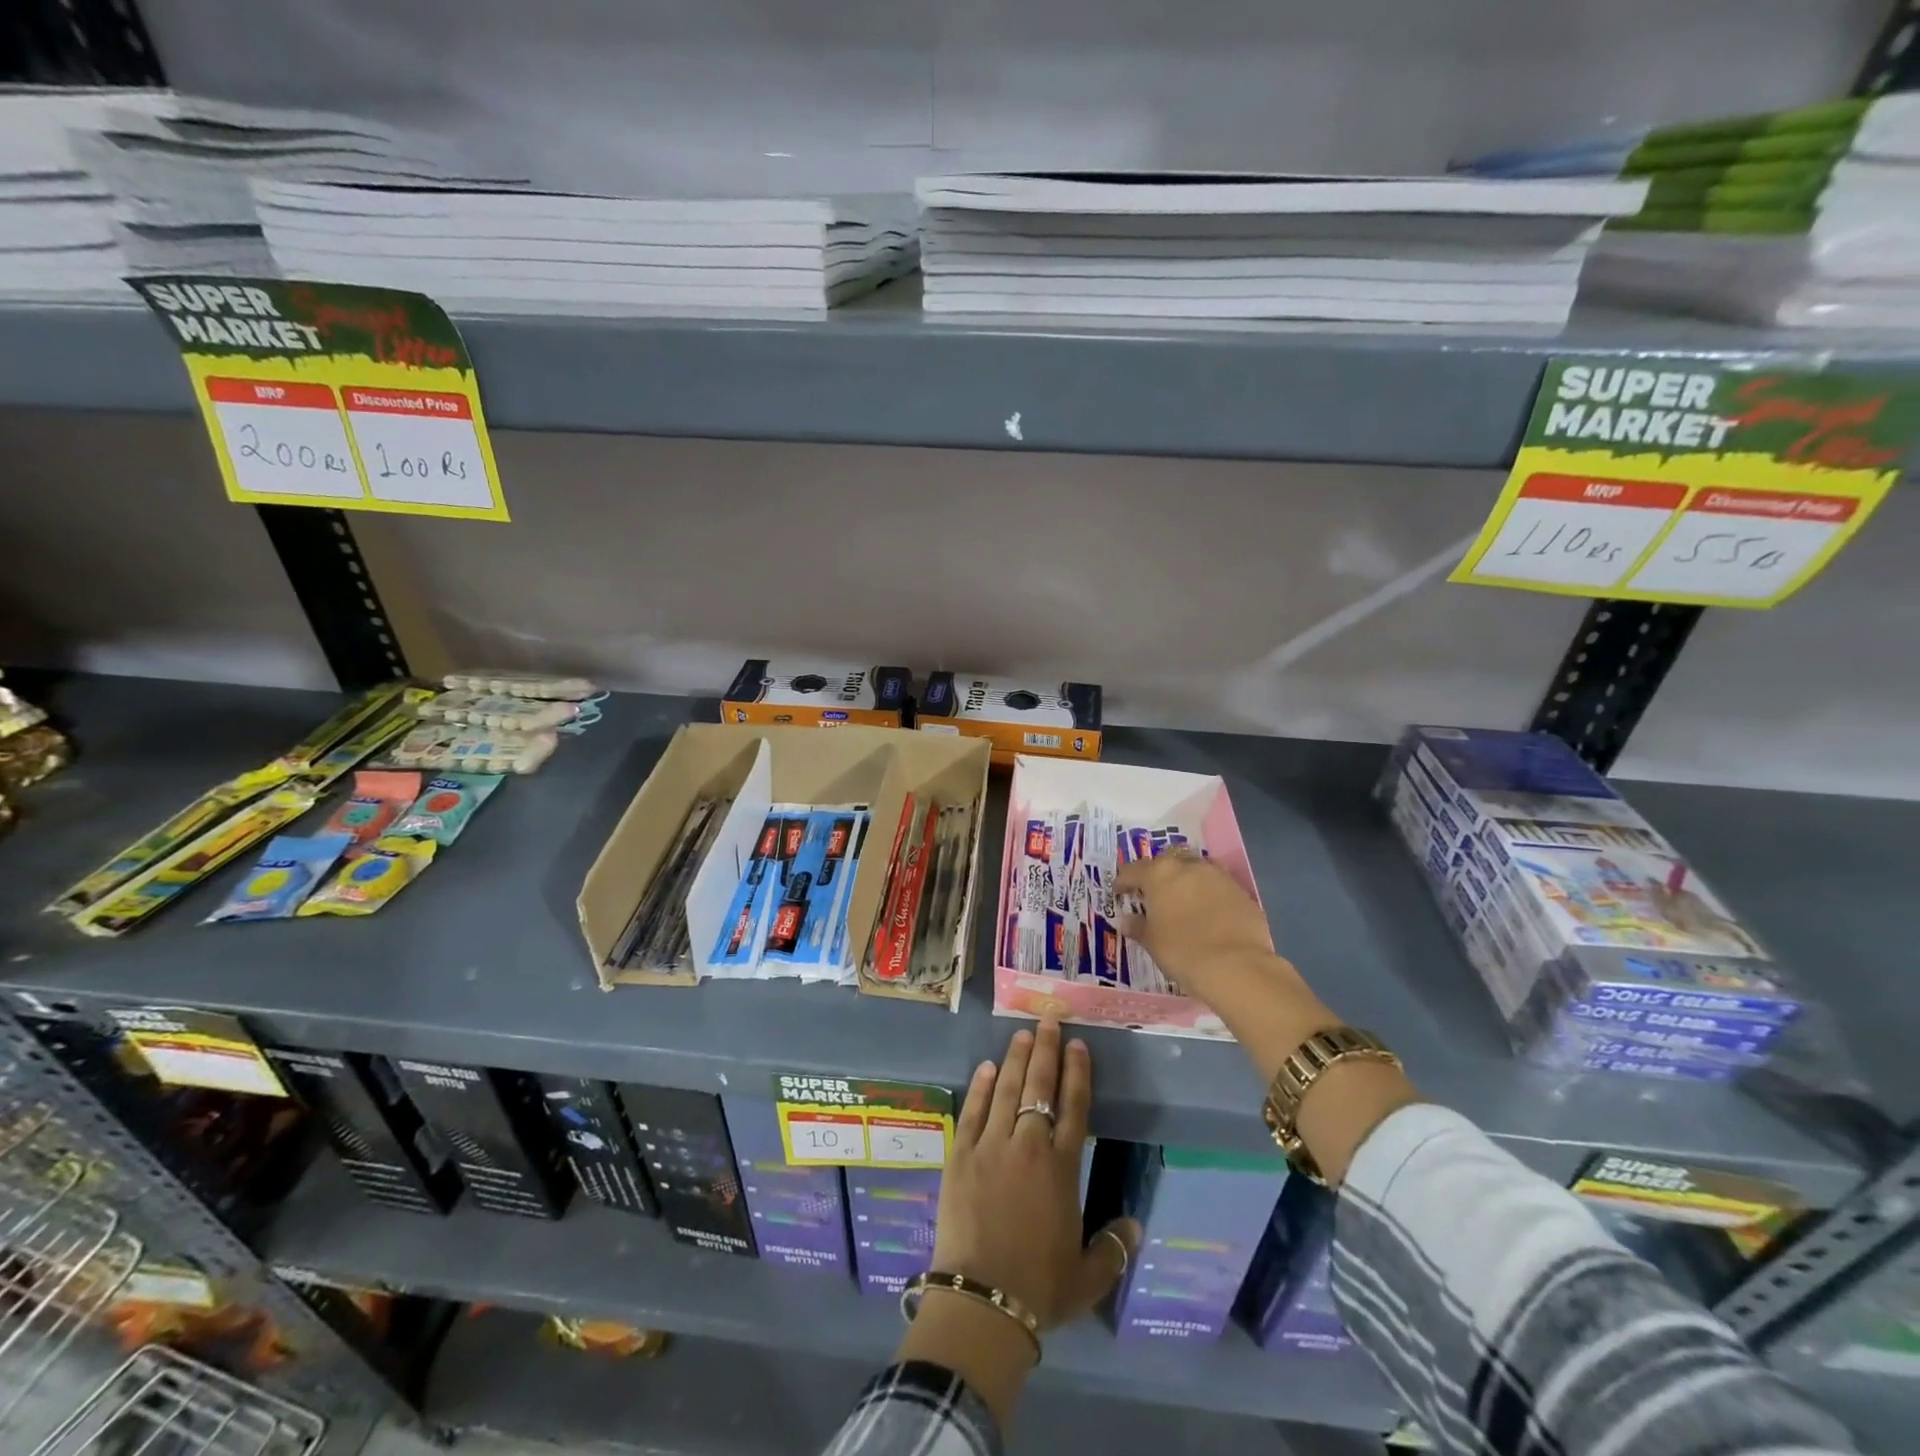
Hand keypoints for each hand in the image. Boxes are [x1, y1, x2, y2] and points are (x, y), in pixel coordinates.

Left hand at [896, 1022, 1137, 1425]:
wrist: (982, 1300)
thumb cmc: (1040, 1288)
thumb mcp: (1087, 1276)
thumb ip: (1113, 1249)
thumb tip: (1136, 1226)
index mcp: (1061, 1168)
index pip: (1074, 1106)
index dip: (1077, 1072)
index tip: (1078, 1044)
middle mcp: (1028, 1145)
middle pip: (1039, 1086)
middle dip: (1045, 1049)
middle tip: (1048, 1019)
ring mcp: (990, 1146)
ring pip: (1005, 1089)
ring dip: (1014, 1059)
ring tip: (1021, 1033)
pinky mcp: (960, 1154)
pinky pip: (972, 1111)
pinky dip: (980, 1087)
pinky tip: (985, 1067)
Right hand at [1113, 849, 1314, 1011]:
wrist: (1236, 966)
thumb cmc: (1182, 951)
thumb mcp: (1152, 942)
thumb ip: (1138, 927)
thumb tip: (1127, 921)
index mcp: (1160, 874)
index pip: (1133, 870)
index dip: (1123, 880)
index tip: (1119, 892)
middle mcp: (1190, 867)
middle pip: (1169, 859)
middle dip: (1159, 871)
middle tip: (1154, 891)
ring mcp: (1219, 877)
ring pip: (1198, 868)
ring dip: (1188, 878)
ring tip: (1184, 898)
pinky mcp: (1243, 893)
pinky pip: (1220, 887)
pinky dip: (1211, 895)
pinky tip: (1210, 914)